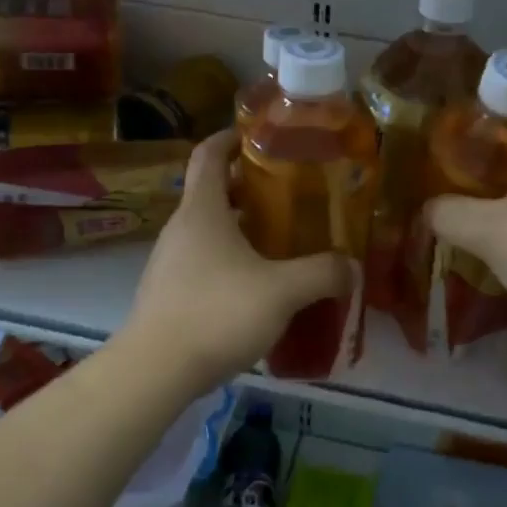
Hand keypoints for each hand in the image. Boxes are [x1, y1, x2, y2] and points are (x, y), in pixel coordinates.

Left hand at [119, 129, 350, 388]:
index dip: (232, 138)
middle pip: (212, 191)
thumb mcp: (282, 292)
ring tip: (280, 241)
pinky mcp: (167, 292)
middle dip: (249, 188)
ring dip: (240, 227)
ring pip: (208, 229)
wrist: (155, 371)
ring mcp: (169, 261)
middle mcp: (181, 228)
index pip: (209, 154)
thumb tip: (351, 267)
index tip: (260, 135)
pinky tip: (256, 286)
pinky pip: (202, 261)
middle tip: (289, 195)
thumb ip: (321, 274)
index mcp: (203, 210)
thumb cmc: (217, 313)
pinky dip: (229, 259)